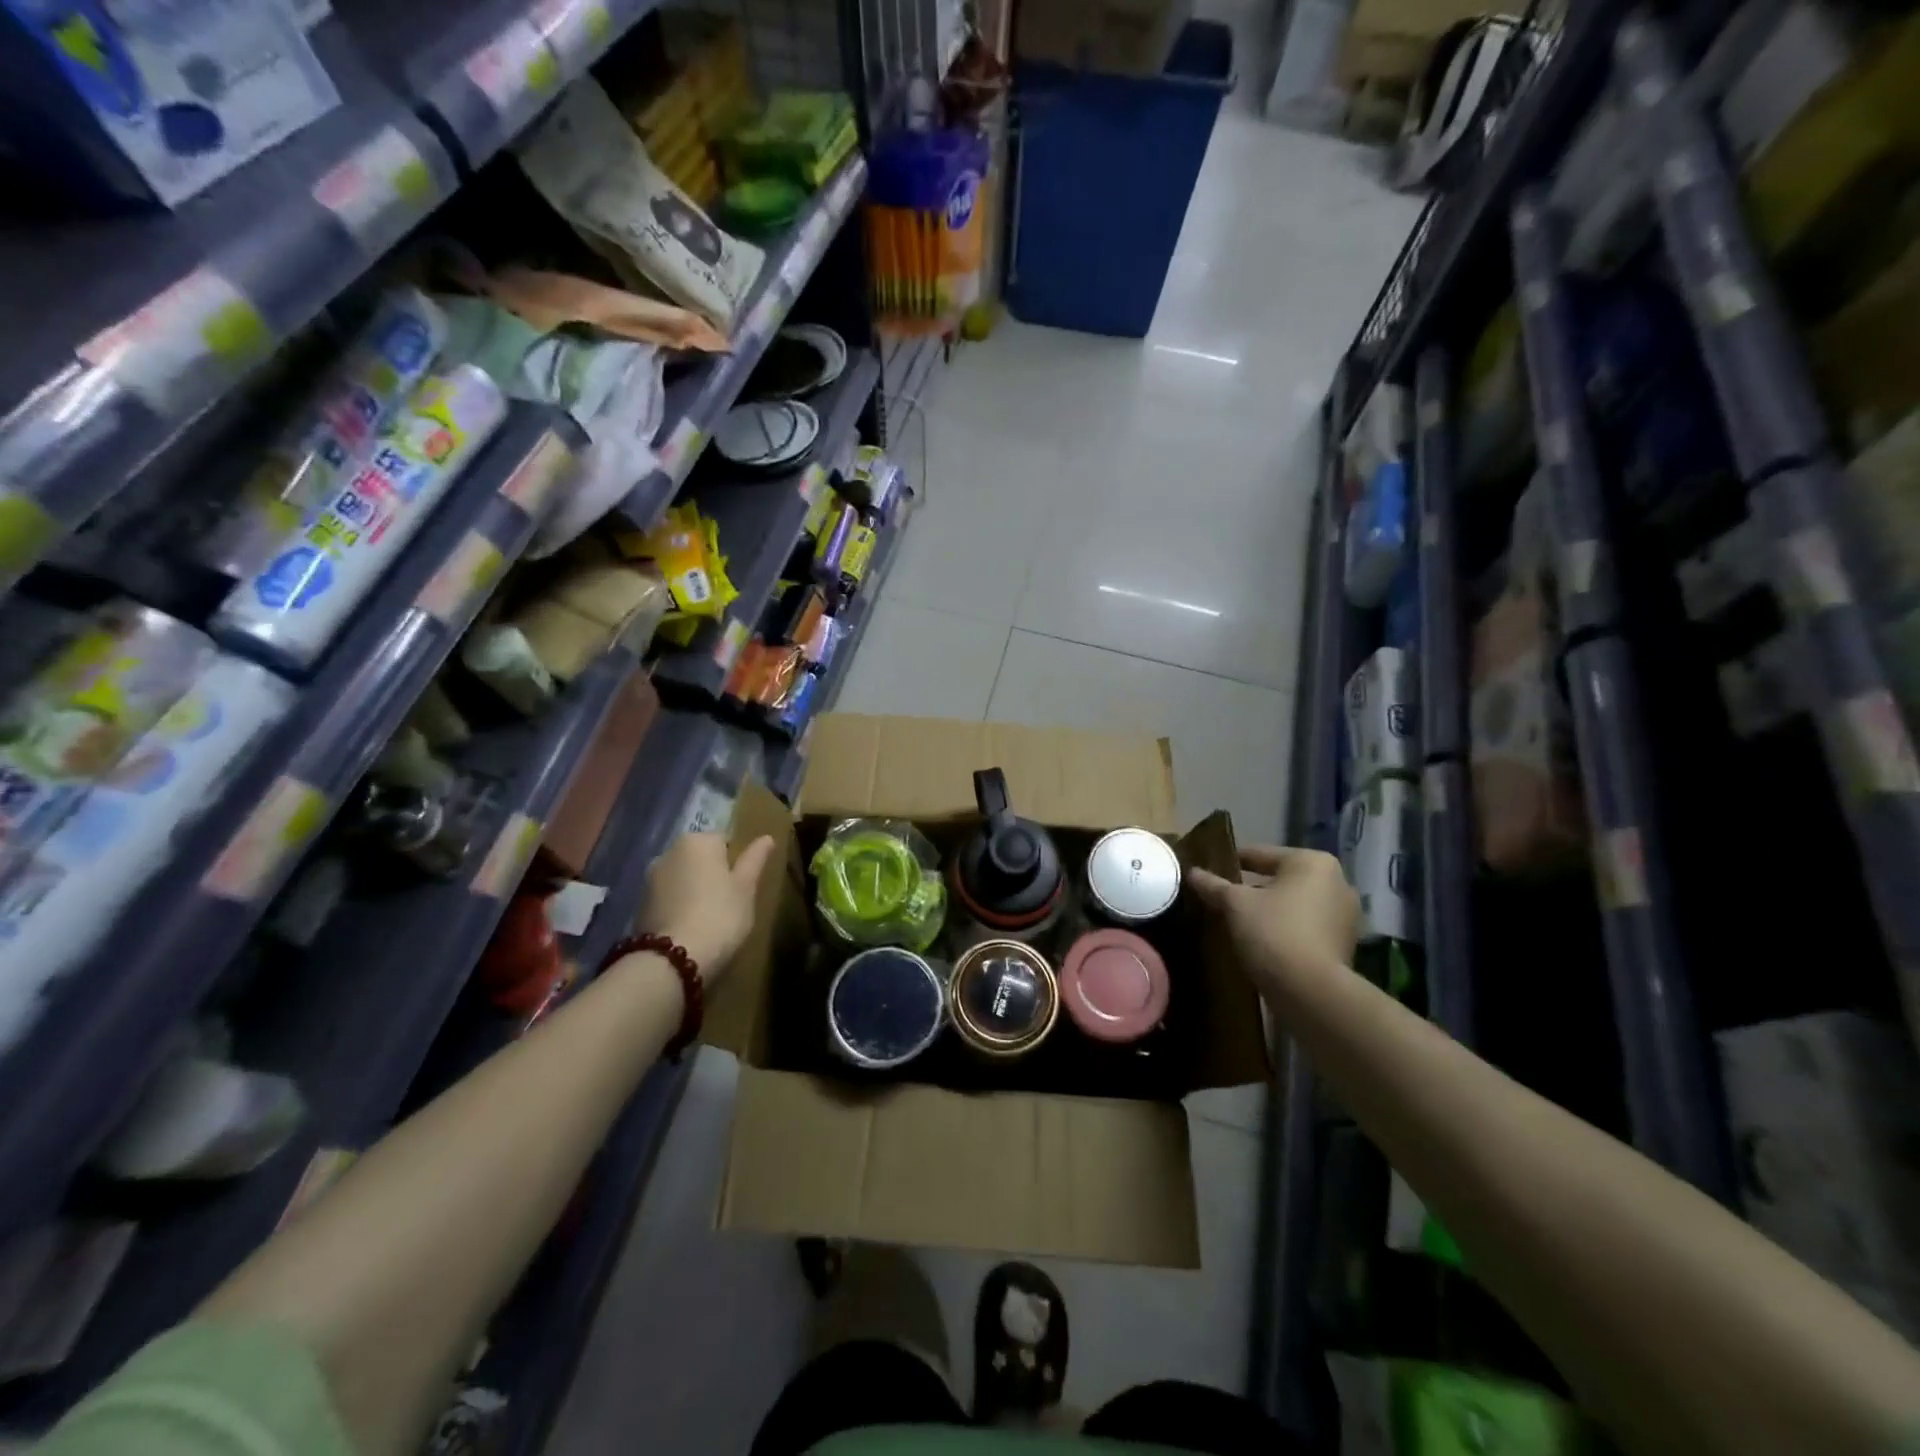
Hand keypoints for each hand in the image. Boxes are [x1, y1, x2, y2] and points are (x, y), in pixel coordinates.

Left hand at [638, 832, 776, 984]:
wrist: (674, 959)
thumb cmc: (720, 915)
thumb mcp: (746, 888)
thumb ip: (755, 859)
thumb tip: (767, 837)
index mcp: (698, 841)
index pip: (724, 841)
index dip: (736, 863)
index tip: (743, 886)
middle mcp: (669, 852)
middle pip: (700, 858)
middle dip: (712, 874)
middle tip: (729, 902)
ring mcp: (650, 878)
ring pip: (682, 878)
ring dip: (693, 890)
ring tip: (708, 918)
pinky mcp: (639, 904)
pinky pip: (668, 898)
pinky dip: (678, 906)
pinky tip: (689, 928)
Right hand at [1187, 845, 1358, 983]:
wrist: (1311, 992)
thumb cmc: (1273, 932)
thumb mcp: (1235, 904)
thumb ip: (1213, 885)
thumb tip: (1192, 872)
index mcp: (1312, 862)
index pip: (1261, 854)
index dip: (1231, 861)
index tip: (1209, 869)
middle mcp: (1337, 882)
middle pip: (1280, 879)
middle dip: (1252, 888)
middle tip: (1221, 897)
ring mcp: (1345, 915)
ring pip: (1294, 904)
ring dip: (1269, 910)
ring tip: (1237, 920)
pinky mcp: (1343, 944)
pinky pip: (1305, 926)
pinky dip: (1285, 928)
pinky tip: (1260, 940)